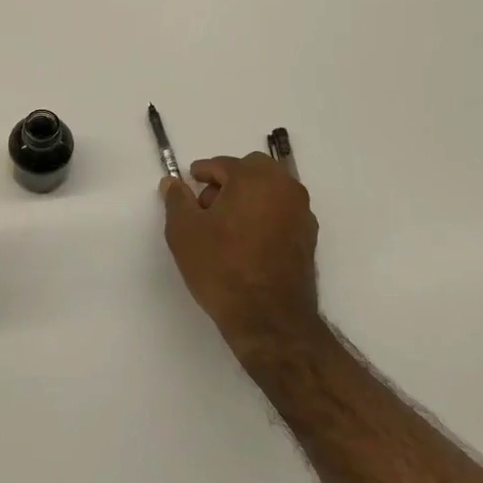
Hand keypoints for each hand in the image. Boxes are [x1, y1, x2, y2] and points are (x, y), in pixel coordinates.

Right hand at [161, 153, 319, 355]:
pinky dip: (265, 215)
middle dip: (229, 181)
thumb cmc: (221, 268)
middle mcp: (284, 187)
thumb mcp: (184, 232)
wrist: (269, 318)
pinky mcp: (309, 236)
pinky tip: (248, 242)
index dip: (201, 173)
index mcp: (254, 178)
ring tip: (227, 227)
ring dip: (249, 197)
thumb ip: (177, 200)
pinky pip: (282, 212)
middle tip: (207, 207)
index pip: (222, 164)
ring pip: (270, 190)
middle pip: (252, 170)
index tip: (189, 186)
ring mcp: (301, 212)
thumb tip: (172, 182)